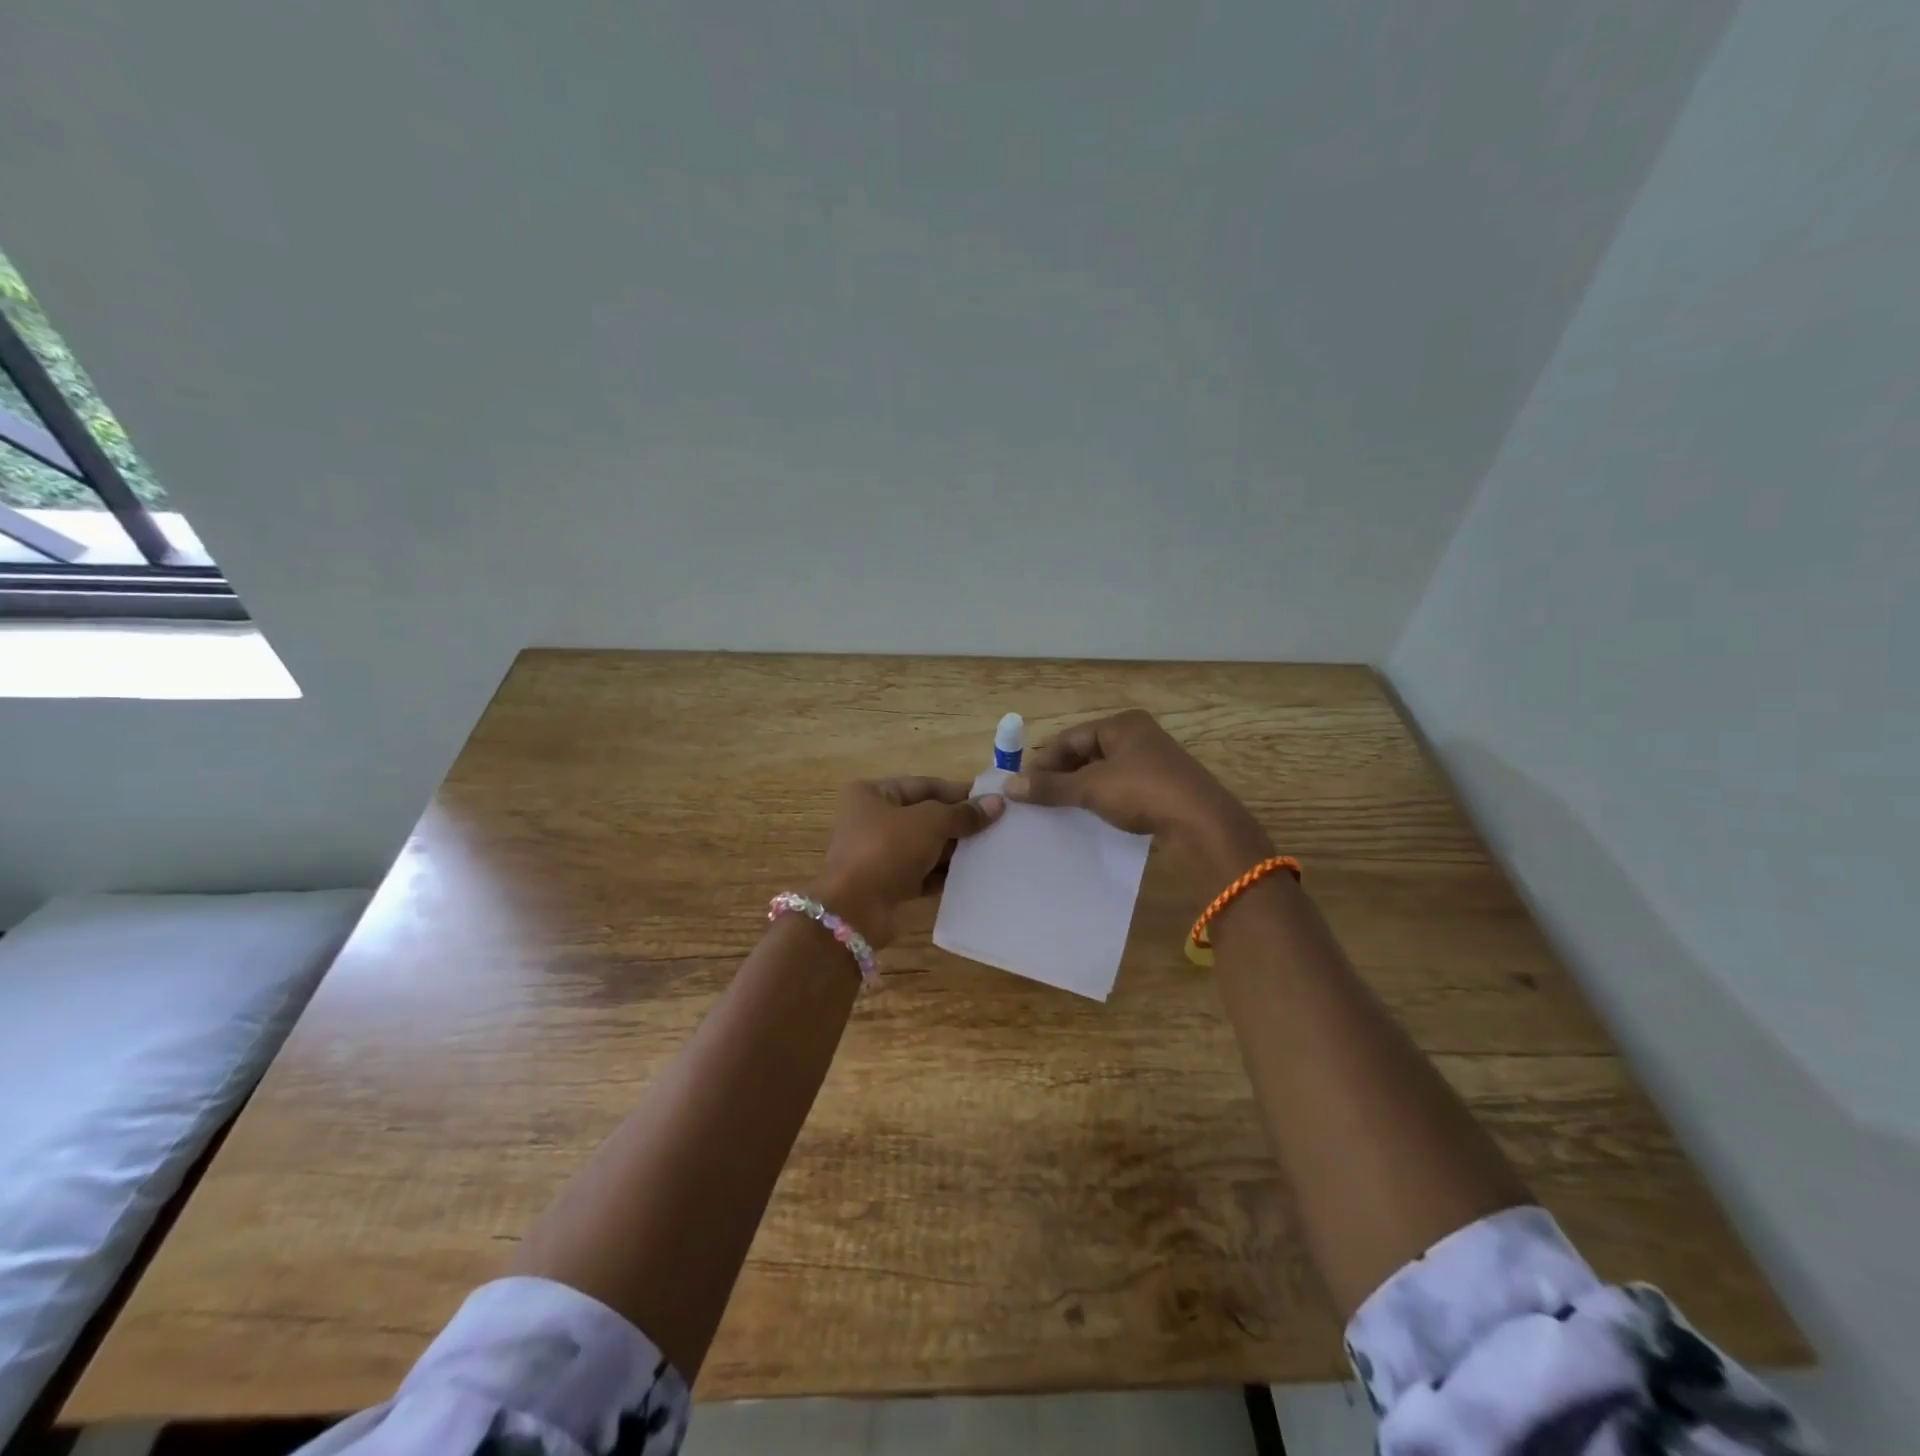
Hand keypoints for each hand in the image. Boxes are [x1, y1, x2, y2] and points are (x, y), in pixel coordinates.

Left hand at [812, 778, 1004, 946]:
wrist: (855, 909)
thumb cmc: (887, 850)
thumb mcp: (930, 823)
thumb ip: (963, 813)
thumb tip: (997, 803)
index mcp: (872, 794)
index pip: (924, 786)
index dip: (959, 792)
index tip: (992, 800)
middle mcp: (872, 820)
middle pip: (925, 816)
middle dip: (958, 823)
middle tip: (997, 827)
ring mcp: (878, 854)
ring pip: (925, 846)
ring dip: (954, 850)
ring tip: (991, 851)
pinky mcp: (887, 884)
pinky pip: (922, 873)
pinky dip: (944, 874)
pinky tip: (973, 876)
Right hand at [1005, 710, 1269, 883]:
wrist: (1201, 823)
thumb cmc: (1142, 792)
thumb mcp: (1091, 788)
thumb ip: (1050, 786)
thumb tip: (1009, 785)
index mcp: (1121, 724)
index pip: (1070, 738)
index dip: (1044, 760)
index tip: (1023, 786)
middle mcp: (1138, 735)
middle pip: (1086, 752)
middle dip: (1061, 775)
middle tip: (1038, 800)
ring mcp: (1153, 761)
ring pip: (1103, 771)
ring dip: (1080, 789)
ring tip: (1059, 810)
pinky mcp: (1162, 785)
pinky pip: (1121, 787)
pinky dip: (1101, 799)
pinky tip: (1090, 817)